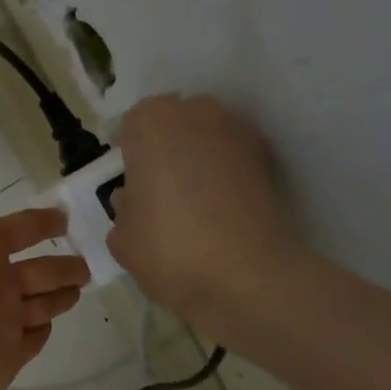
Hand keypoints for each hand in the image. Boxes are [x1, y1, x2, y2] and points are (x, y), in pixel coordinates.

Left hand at [0, 131, 88, 389]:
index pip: (19, 229)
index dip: (41, 222)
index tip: (65, 218)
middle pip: (36, 269)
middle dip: (61, 263)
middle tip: (88, 263)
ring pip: (39, 304)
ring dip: (59, 294)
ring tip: (81, 286)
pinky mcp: (7, 357)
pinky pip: (31, 340)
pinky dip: (42, 330)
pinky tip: (52, 323)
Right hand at [107, 94, 311, 335]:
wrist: (248, 276)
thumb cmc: (168, 248)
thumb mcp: (122, 238)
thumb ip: (123, 211)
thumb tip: (133, 201)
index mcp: (152, 122)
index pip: (131, 127)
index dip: (128, 157)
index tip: (129, 186)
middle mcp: (197, 113)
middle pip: (172, 125)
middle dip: (165, 152)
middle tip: (157, 194)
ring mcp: (239, 133)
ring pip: (205, 141)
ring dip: (196, 164)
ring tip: (189, 207)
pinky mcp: (268, 161)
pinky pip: (232, 163)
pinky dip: (224, 180)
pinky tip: (217, 215)